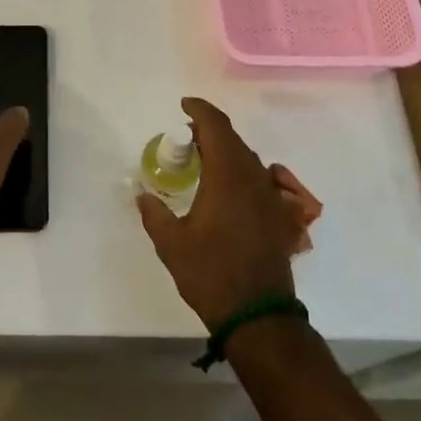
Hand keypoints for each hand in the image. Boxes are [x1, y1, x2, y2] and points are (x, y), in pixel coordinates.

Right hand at [137, 98, 299, 326]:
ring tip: (201, 157)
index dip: (200, 110)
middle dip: (210, 129)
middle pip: (233, 139)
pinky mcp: (277, 216)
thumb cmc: (211, 274)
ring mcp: (269, 197)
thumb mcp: (171, 244)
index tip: (184, 105)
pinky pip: (256, 178)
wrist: (259, 316)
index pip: (216, 127)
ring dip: (225, 150)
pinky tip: (224, 188)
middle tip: (186, 135)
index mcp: (227, 176)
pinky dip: (238, 170)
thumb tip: (143, 195)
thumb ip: (154, 214)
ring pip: (247, 158)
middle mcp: (252, 178)